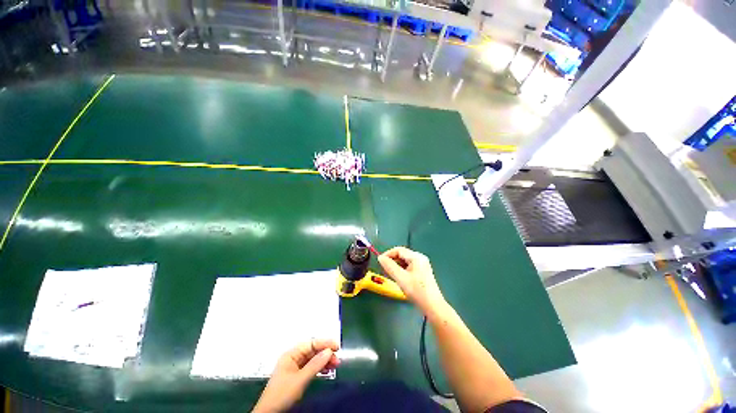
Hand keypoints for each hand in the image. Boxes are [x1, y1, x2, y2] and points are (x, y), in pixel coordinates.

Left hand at [252, 339, 339, 412]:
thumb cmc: (282, 394)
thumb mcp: (300, 380)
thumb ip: (315, 365)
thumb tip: (329, 351)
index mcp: (291, 354)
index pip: (311, 343)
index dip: (324, 343)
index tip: (337, 346)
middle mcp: (294, 357)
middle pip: (313, 351)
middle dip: (326, 353)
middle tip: (338, 359)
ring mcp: (296, 367)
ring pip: (313, 359)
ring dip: (324, 361)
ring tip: (336, 365)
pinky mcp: (298, 376)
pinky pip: (312, 367)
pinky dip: (320, 368)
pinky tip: (328, 370)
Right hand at [378, 247, 446, 315]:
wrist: (433, 306)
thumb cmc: (417, 291)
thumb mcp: (401, 278)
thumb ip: (389, 266)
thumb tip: (380, 258)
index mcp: (416, 257)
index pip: (399, 250)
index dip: (388, 254)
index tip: (380, 261)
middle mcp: (420, 258)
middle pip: (402, 254)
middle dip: (392, 260)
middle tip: (384, 268)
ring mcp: (422, 265)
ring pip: (405, 261)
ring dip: (396, 265)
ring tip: (390, 274)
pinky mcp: (422, 271)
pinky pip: (409, 266)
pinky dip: (401, 269)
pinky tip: (398, 277)